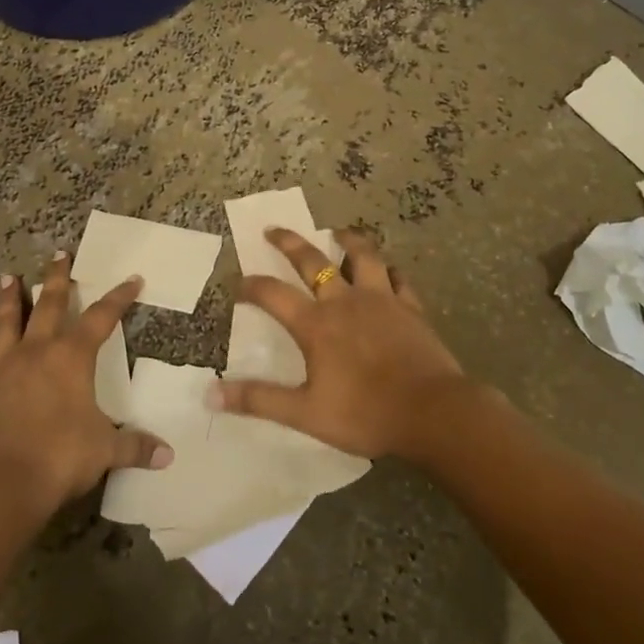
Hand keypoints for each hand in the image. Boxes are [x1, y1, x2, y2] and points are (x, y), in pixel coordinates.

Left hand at [0, 252, 171, 517]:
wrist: (8, 484)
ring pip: (5, 328)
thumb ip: (136, 447)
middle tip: (58, 254)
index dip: (119, 298)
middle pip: (47, 306)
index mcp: (71, 358)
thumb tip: (167, 454)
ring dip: (6, 303)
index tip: (132, 279)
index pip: (101, 318)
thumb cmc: (64, 456)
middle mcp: (36, 354)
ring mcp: (3, 374)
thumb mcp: (107, 449)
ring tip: (6, 279)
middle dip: (56, 280)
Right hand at [213, 228, 474, 461]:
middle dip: (289, 242)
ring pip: (362, 256)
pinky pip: (398, 278)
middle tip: (273, 230)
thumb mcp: (305, 412)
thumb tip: (210, 394)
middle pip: (312, 260)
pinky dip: (388, 270)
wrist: (432, 412)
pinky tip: (386, 270)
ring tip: (337, 232)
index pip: (273, 294)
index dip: (251, 286)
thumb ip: (259, 400)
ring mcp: (382, 299)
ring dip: (347, 240)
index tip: (238, 284)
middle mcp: (345, 301)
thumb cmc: (365, 413)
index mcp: (316, 324)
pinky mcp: (411, 307)